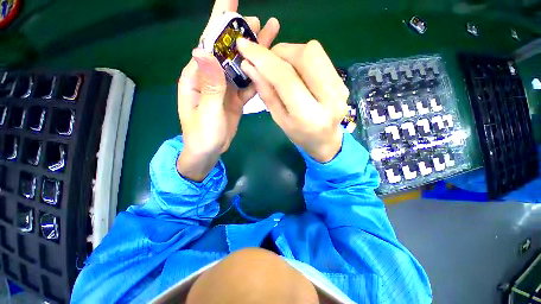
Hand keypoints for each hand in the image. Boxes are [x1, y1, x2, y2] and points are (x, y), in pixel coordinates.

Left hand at [177, 0, 279, 180]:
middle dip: (242, 35)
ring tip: (269, 38)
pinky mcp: (235, 99)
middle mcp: (212, 78)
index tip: (230, 0)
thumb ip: (209, 85)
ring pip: (240, 67)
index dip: (219, 22)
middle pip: (228, 52)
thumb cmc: (202, 135)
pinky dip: (256, 76)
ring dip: (254, 54)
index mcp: (198, 77)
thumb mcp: (206, 112)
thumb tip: (204, 50)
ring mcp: (225, 89)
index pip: (209, 44)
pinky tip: (267, 69)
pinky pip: (246, 84)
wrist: (208, 152)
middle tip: (260, 22)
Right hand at [236, 39, 348, 162]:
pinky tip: (297, 70)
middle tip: (267, 62)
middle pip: (305, 55)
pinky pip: (320, 57)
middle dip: (279, 51)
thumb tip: (250, 66)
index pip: (286, 78)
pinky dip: (302, 57)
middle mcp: (329, 98)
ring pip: (314, 51)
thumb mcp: (279, 120)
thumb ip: (267, 93)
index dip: (263, 59)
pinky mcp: (342, 80)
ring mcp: (340, 87)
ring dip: (291, 52)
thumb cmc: (300, 135)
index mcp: (309, 115)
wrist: (327, 141)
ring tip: (281, 67)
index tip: (244, 46)